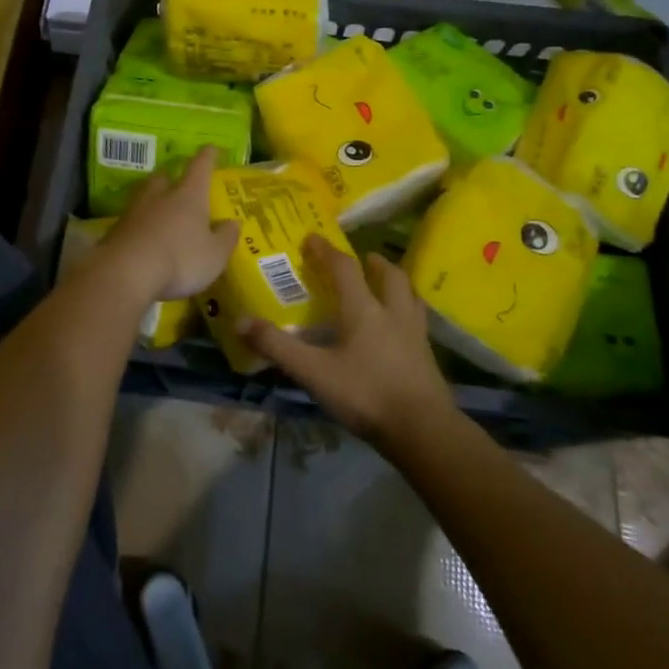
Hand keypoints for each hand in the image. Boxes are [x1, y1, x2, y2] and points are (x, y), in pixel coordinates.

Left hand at [98, 147, 239, 301]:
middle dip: (171, 175)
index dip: (207, 156)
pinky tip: (142, 234)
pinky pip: (131, 219)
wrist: (126, 272)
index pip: (200, 166)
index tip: (211, 148)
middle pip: (164, 176)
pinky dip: (138, 223)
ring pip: (144, 195)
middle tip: (176, 181)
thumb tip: (234, 222)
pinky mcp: (115, 230)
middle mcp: (160, 196)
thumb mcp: (214, 255)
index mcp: (189, 195)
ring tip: (158, 206)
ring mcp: (134, 211)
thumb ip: (226, 237)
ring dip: (152, 198)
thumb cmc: (180, 259)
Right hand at [239, 235, 456, 452]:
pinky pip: (417, 321)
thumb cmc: (365, 394)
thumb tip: (240, 321)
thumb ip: (278, 347)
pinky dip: (407, 312)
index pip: (344, 268)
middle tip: (362, 259)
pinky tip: (399, 329)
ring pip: (409, 295)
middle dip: (372, 262)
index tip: (312, 238)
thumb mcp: (313, 372)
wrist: (423, 430)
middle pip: (388, 275)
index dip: (326, 250)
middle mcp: (392, 312)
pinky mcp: (428, 356)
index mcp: (363, 309)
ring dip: (396, 283)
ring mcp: (415, 334)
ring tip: (385, 285)